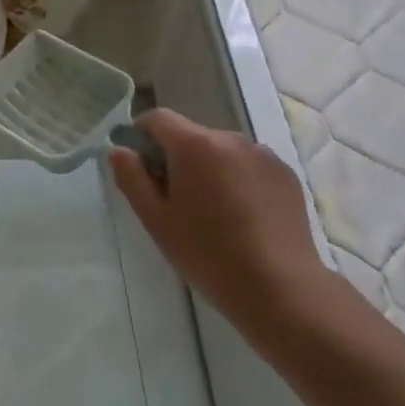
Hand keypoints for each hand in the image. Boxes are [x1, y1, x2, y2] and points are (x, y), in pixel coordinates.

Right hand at [108, 109, 330, 333]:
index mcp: (194, 145)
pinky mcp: (286, 174)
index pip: (158, 118)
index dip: (141, 134)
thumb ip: (132, 179)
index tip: (139, 165)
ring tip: (212, 213)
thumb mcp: (156, 220)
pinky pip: (249, 166)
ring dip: (209, 169)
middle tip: (174, 201)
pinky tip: (242, 217)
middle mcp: (230, 138)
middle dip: (177, 158)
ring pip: (222, 152)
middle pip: (191, 136)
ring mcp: (263, 155)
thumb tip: (119, 150)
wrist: (280, 287)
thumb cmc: (207, 253)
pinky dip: (238, 180)